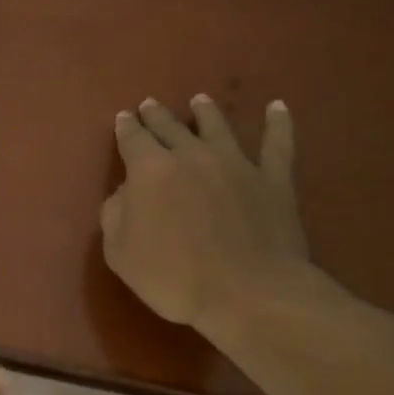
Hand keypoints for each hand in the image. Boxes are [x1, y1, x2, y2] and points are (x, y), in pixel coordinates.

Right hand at [100, 96, 321, 329]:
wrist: (247, 294)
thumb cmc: (173, 277)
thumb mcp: (120, 252)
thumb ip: (115, 214)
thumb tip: (124, 192)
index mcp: (149, 170)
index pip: (132, 139)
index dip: (126, 127)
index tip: (123, 118)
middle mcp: (191, 156)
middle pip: (170, 127)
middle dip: (157, 116)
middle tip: (150, 105)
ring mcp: (236, 164)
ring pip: (217, 127)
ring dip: (206, 112)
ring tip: (200, 100)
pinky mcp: (273, 180)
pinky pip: (277, 144)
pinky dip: (278, 123)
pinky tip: (278, 107)